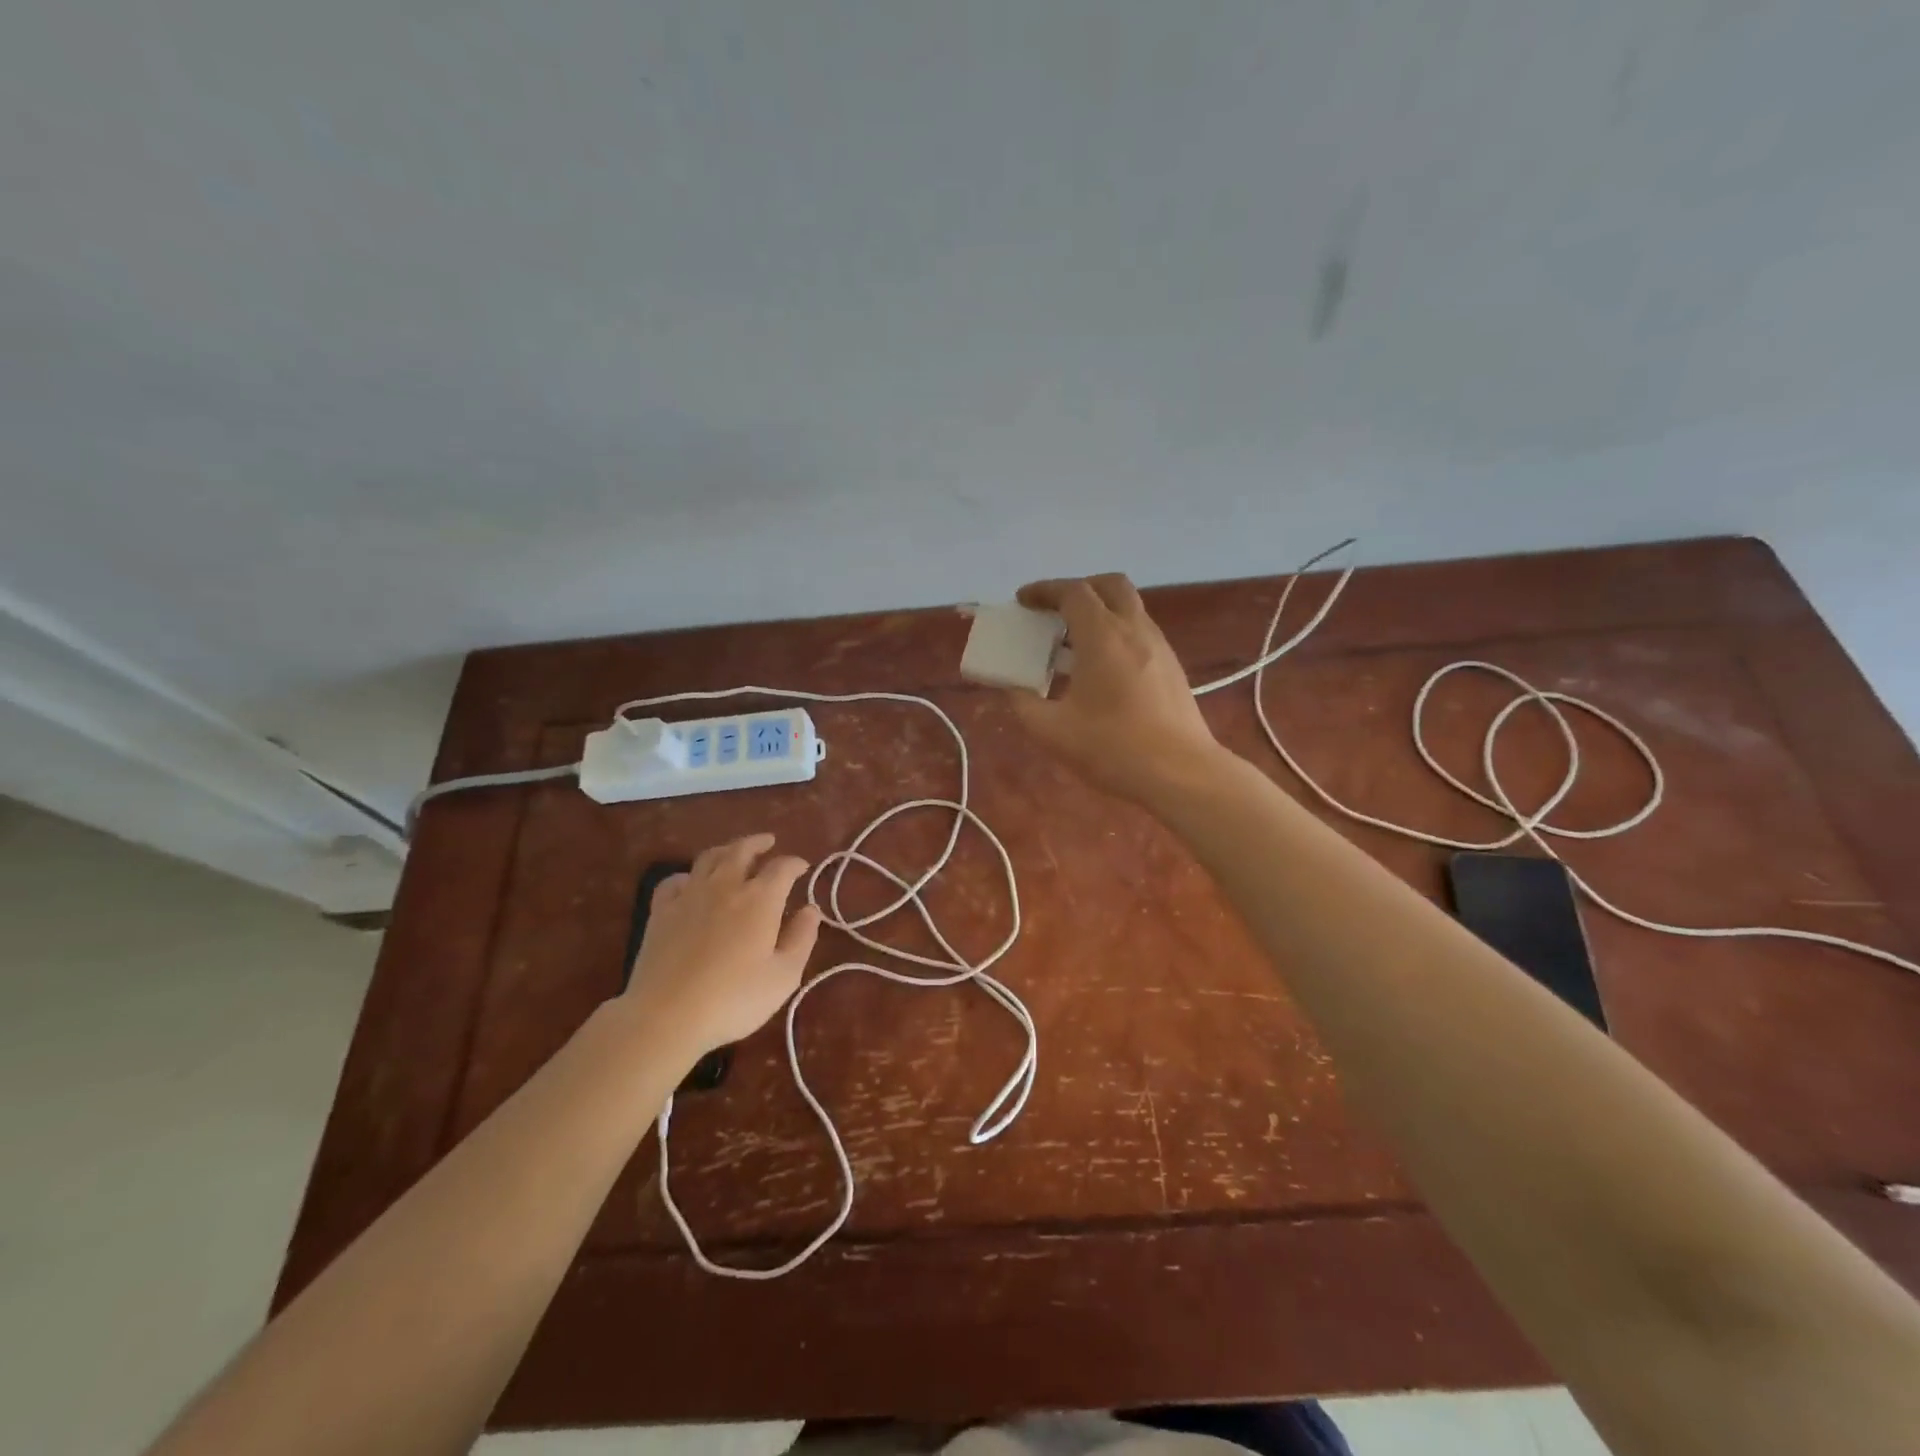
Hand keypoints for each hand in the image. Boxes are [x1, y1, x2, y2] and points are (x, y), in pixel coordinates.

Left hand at [623, 833, 821, 1059]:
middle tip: (768, 842)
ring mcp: (689, 896)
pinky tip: (691, 883)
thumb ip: (802, 938)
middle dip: (758, 843)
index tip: (803, 868)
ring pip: (708, 858)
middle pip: (742, 850)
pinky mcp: (660, 912)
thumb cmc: (734, 999)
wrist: (667, 1016)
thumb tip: (811, 910)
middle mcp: (725, 886)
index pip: (782, 868)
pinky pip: (674, 881)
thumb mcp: (784, 976)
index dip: (795, 863)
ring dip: (726, 850)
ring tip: (734, 852)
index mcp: (760, 899)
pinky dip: (688, 875)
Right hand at [1007, 573, 1221, 803]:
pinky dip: (1116, 634)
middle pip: (1109, 585)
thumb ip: (1024, 703)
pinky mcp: (1172, 667)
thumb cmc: (1112, 747)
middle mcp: (1134, 629)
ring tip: (1073, 644)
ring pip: (1129, 608)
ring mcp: (1159, 646)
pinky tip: (1102, 670)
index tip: (1022, 601)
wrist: (1180, 773)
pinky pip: (1140, 632)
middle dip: (1079, 589)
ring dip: (1099, 612)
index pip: (1073, 591)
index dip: (1044, 590)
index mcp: (1102, 635)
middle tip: (1055, 611)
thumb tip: (1013, 688)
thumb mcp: (1052, 730)